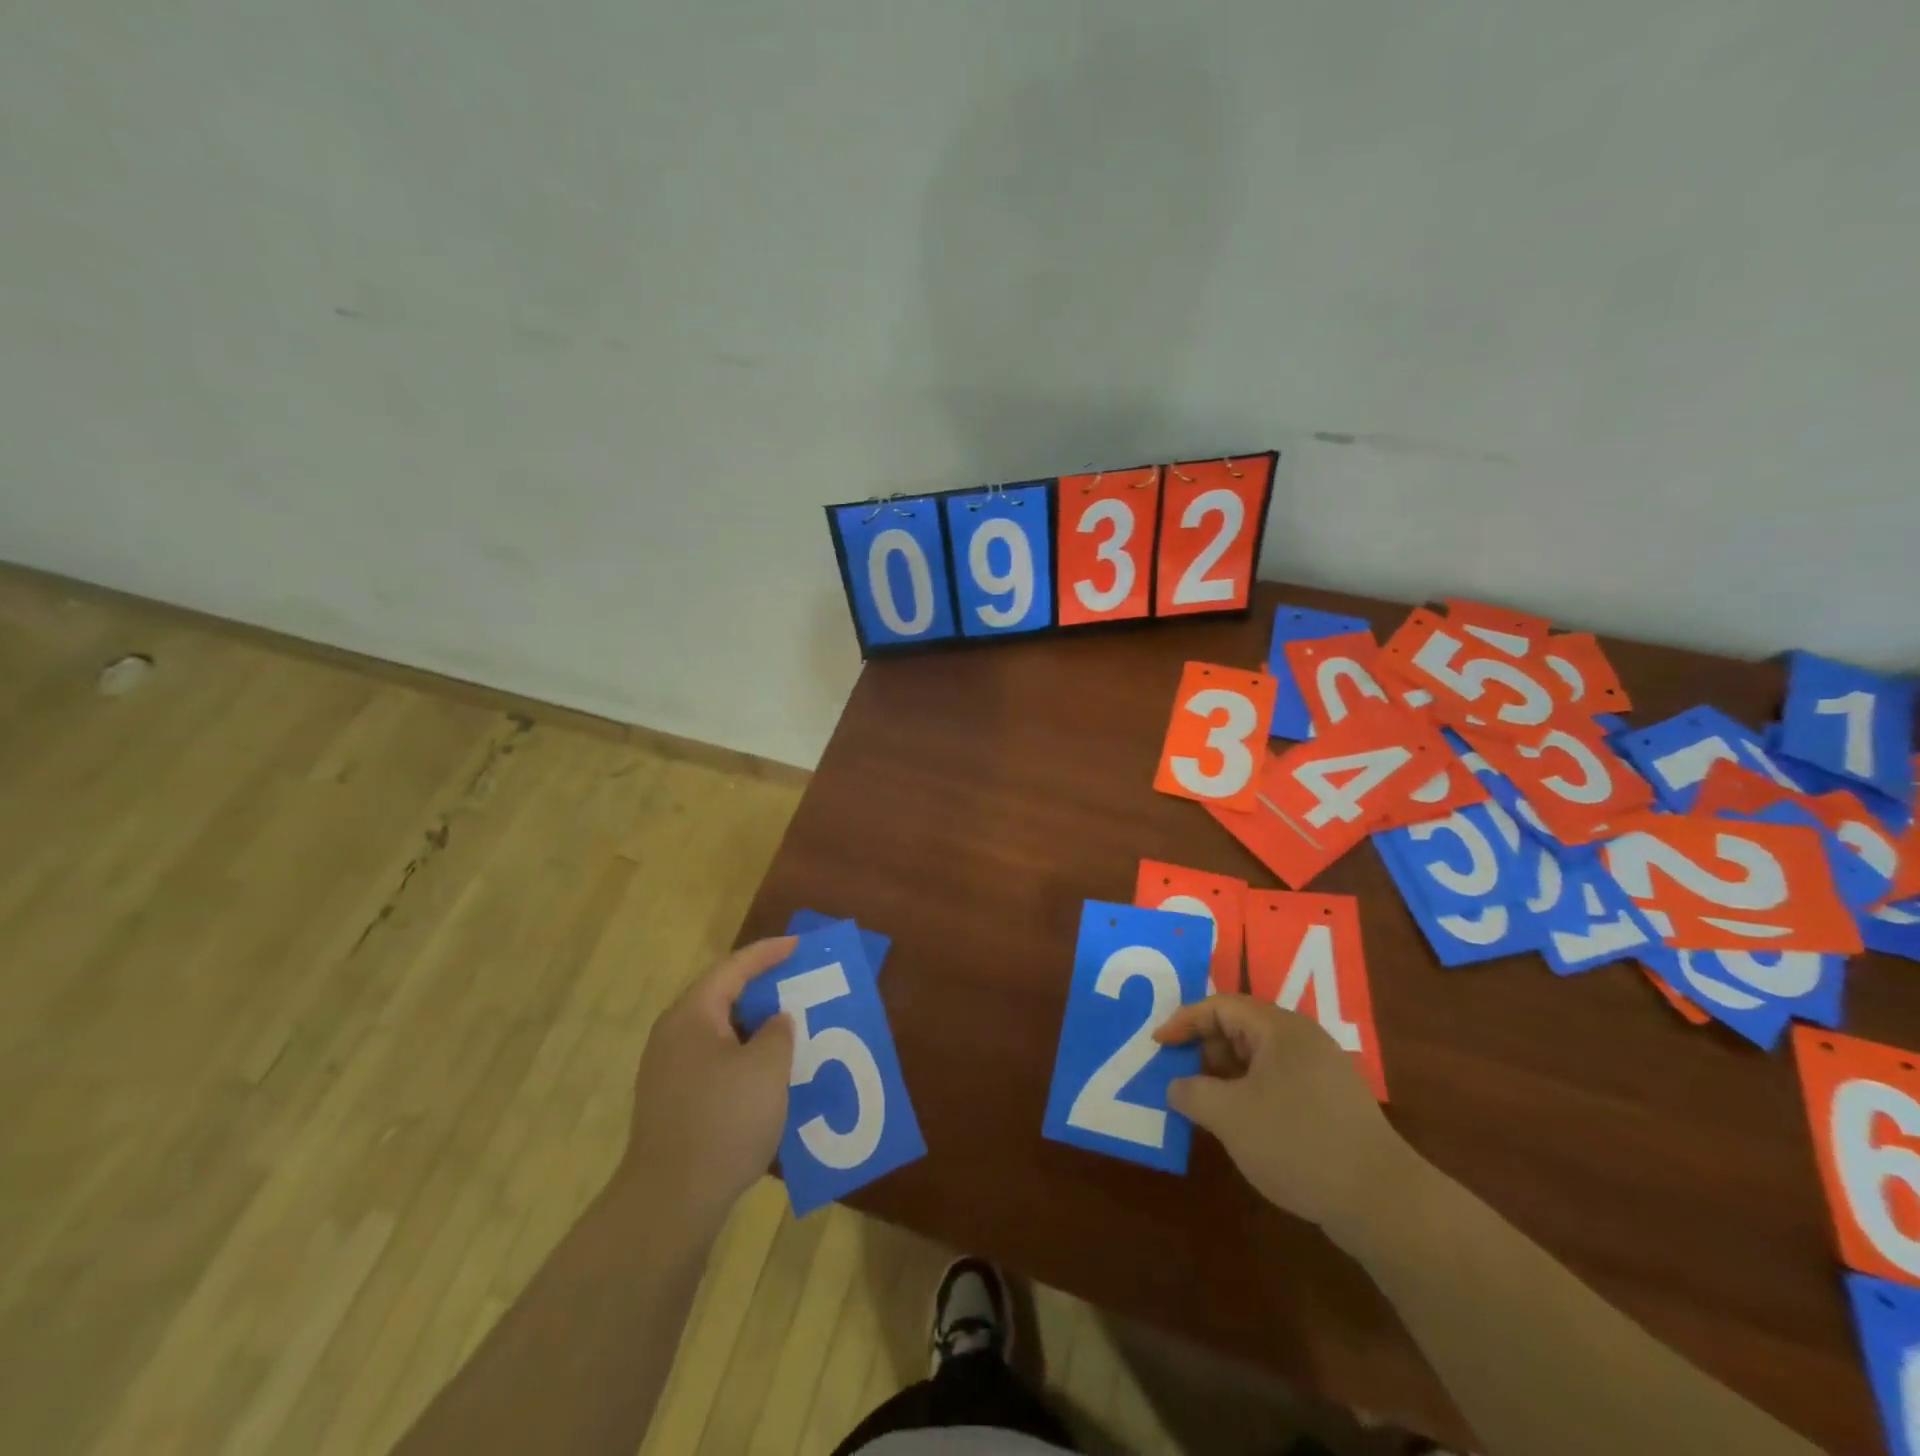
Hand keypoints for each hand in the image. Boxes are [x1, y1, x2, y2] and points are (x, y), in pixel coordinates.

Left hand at [621, 937, 797, 1233]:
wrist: (671, 1202)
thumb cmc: (723, 1121)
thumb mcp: (767, 1068)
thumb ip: (778, 1032)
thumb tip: (775, 1021)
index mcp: (692, 1015)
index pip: (733, 968)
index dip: (768, 953)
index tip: (798, 945)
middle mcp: (673, 1035)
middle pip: (723, 997)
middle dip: (762, 989)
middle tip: (798, 984)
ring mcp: (669, 1071)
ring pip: (720, 1032)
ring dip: (755, 1027)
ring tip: (790, 1027)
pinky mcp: (674, 1101)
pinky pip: (715, 1061)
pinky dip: (744, 1056)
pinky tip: (768, 1074)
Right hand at [1156, 996, 1408, 1241]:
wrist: (1382, 1201)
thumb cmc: (1297, 1142)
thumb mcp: (1229, 1116)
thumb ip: (1192, 1093)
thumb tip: (1176, 1086)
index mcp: (1279, 1028)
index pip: (1220, 1006)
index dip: (1184, 1021)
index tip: (1157, 1045)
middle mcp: (1302, 1039)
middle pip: (1240, 1028)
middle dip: (1204, 1049)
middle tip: (1179, 1076)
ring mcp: (1321, 1072)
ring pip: (1259, 1058)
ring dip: (1226, 1075)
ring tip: (1203, 1104)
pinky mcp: (1332, 1104)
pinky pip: (1278, 1082)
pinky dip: (1250, 1094)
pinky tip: (1240, 1126)